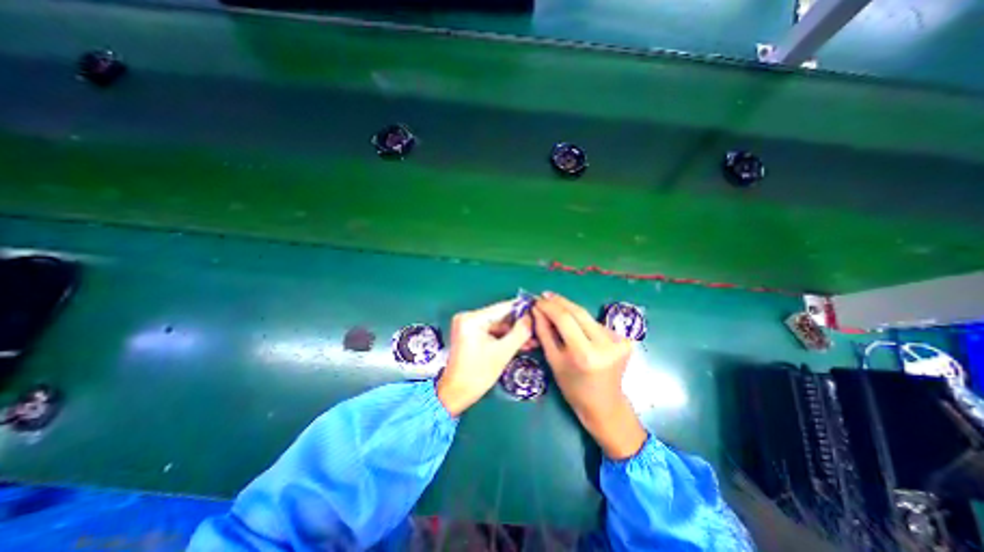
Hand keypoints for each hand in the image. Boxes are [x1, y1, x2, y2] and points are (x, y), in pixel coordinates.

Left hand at [436, 304, 535, 414]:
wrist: (456, 394)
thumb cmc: (478, 374)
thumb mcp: (503, 352)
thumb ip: (520, 332)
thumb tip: (531, 316)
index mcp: (472, 318)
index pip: (503, 308)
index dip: (522, 308)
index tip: (538, 309)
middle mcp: (468, 317)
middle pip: (500, 317)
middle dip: (519, 325)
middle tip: (539, 328)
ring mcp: (468, 326)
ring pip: (498, 326)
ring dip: (514, 334)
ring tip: (534, 340)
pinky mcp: (470, 335)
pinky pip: (492, 332)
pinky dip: (505, 338)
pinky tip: (521, 344)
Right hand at [530, 294, 647, 459]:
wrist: (605, 404)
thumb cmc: (573, 388)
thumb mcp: (553, 360)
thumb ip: (544, 333)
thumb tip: (537, 310)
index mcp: (585, 354)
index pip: (565, 319)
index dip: (549, 307)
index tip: (537, 300)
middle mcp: (605, 344)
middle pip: (578, 312)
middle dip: (559, 302)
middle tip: (545, 296)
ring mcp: (618, 340)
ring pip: (587, 316)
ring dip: (569, 310)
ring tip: (554, 307)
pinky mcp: (624, 339)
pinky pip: (595, 324)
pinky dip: (581, 320)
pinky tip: (572, 322)